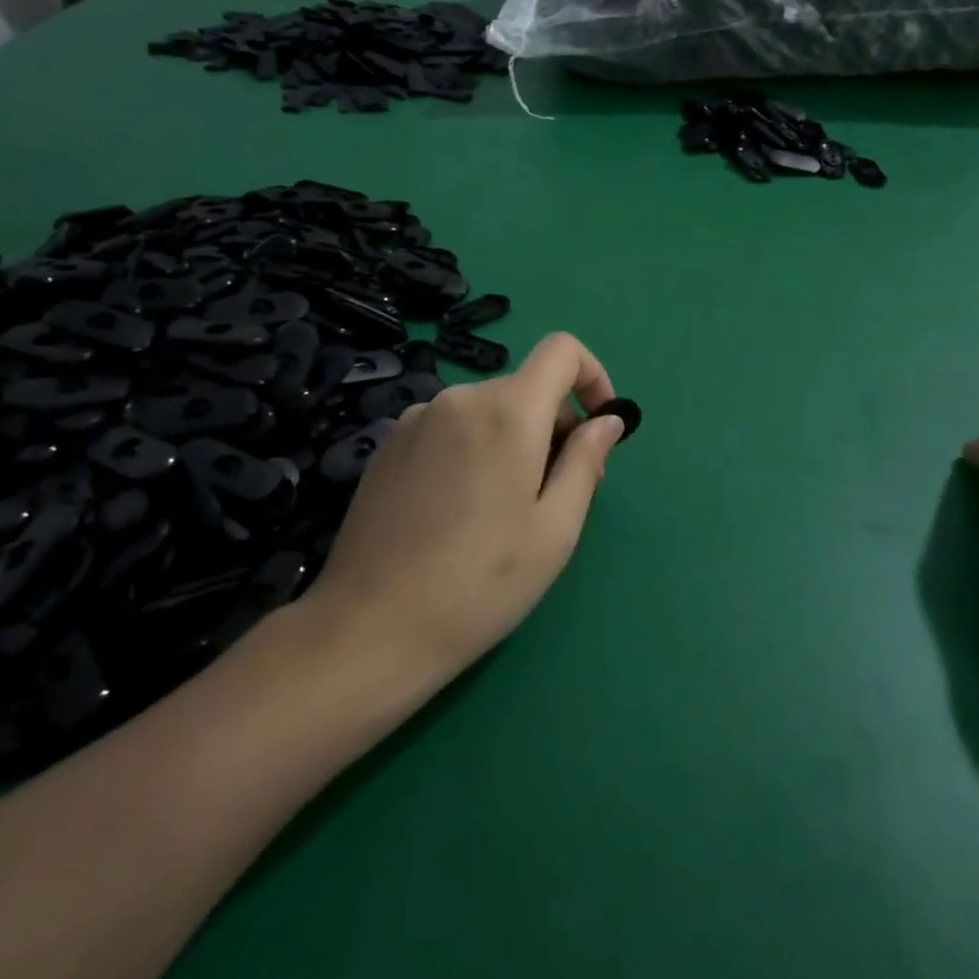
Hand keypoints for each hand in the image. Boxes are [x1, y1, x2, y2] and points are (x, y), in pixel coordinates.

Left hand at [306, 332, 625, 676]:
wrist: (371, 628)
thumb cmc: (480, 583)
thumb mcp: (554, 529)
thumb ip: (586, 461)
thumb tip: (607, 419)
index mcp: (506, 411)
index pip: (562, 350)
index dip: (592, 376)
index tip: (599, 426)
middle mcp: (459, 398)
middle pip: (526, 387)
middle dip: (556, 424)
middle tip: (559, 494)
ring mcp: (416, 419)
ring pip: (488, 410)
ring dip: (514, 439)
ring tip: (506, 510)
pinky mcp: (389, 444)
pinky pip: (451, 427)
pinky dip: (475, 448)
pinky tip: (460, 510)